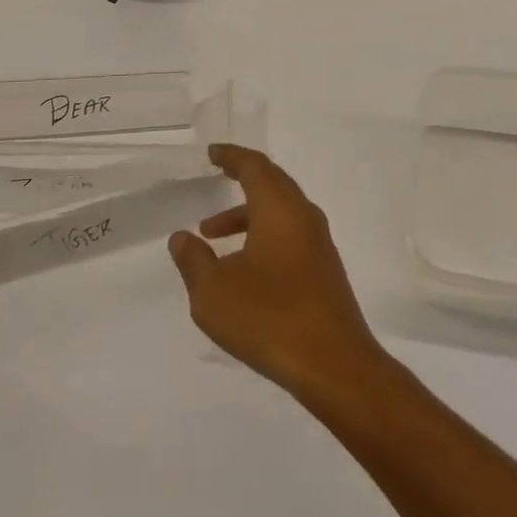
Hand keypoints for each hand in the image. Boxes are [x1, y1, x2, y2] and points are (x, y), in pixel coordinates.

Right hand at [169, 144, 384, 401]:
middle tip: (215, 178)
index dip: (232, 156)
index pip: (255, 166)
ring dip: (247, 215)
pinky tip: (243, 266)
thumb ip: (194, 260)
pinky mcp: (324, 268)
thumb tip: (182, 237)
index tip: (213, 153)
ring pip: (280, 212)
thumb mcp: (214, 293)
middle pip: (273, 183)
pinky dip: (263, 234)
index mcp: (280, 209)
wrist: (333, 363)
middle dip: (242, 179)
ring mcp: (319, 242)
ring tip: (210, 236)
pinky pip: (289, 234)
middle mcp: (304, 216)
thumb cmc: (269, 318)